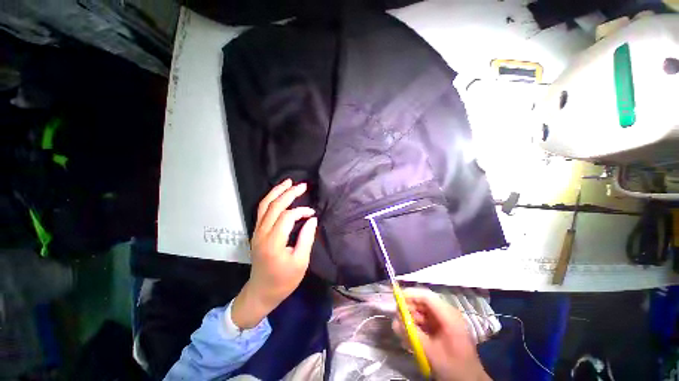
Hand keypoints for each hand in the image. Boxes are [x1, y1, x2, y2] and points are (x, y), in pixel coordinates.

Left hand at [231, 179, 317, 328]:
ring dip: (277, 192)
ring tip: (288, 182)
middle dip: (289, 193)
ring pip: (264, 205)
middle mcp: (262, 234)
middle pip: (274, 206)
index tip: (312, 213)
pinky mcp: (257, 232)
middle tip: (302, 185)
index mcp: (273, 243)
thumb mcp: (300, 262)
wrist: (261, 292)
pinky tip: (279, 194)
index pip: (287, 217)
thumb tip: (312, 219)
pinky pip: (262, 211)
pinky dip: (271, 199)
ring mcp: (257, 232)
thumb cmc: (283, 281)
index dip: (301, 211)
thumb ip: (306, 238)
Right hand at [392, 288, 490, 380]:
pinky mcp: (443, 326)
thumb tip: (395, 320)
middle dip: (409, 308)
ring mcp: (446, 319)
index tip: (396, 300)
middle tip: (398, 319)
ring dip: (412, 317)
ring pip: (423, 310)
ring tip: (404, 329)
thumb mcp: (430, 352)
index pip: (426, 296)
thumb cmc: (453, 367)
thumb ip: (412, 335)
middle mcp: (447, 313)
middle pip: (423, 301)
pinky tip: (412, 334)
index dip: (410, 295)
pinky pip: (426, 319)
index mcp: (448, 316)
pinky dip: (417, 324)